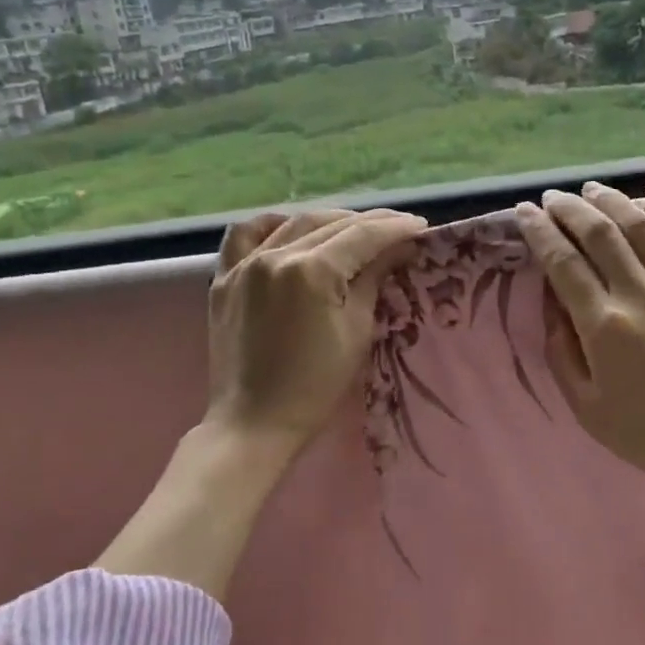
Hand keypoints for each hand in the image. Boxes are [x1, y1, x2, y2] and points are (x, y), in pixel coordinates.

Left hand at [204, 207, 428, 451]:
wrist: (253, 424)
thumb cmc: (315, 386)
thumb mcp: (356, 332)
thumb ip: (373, 280)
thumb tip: (396, 248)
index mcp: (311, 271)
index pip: (362, 236)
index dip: (395, 228)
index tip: (420, 226)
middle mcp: (275, 256)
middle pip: (330, 224)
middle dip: (368, 222)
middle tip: (396, 228)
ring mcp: (244, 265)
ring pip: (292, 223)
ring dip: (328, 221)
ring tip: (353, 229)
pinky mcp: (224, 279)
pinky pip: (244, 235)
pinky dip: (272, 225)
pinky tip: (289, 229)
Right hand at [514, 177, 644, 530]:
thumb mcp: (589, 408)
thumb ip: (563, 353)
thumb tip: (553, 306)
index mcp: (604, 325)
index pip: (562, 263)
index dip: (539, 232)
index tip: (523, 212)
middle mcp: (639, 292)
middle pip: (597, 233)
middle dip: (568, 209)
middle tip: (551, 198)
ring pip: (639, 225)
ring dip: (610, 200)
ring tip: (589, 189)